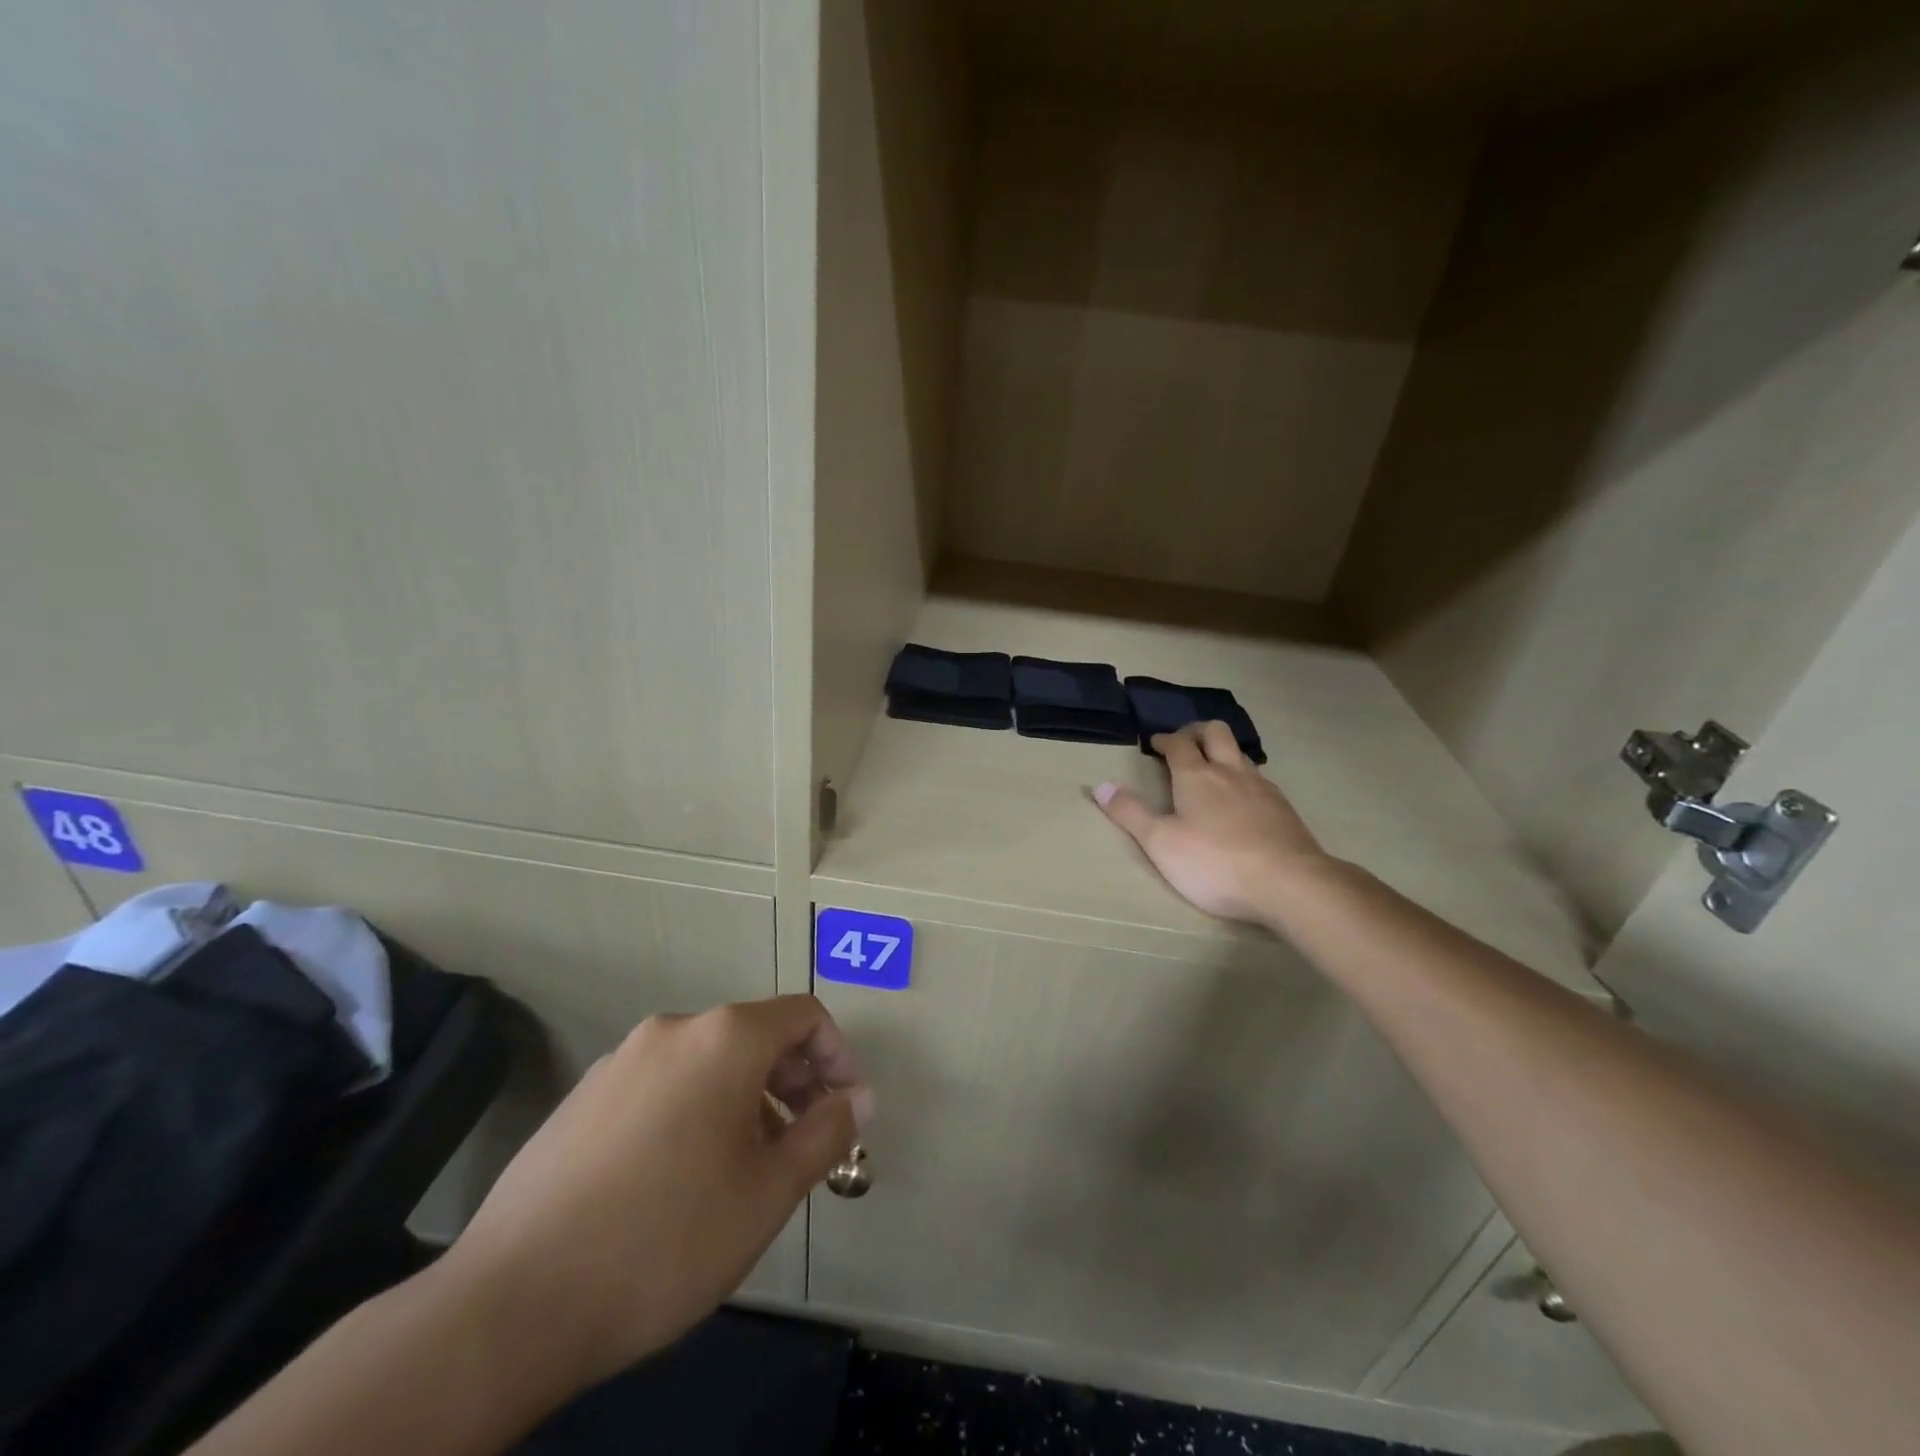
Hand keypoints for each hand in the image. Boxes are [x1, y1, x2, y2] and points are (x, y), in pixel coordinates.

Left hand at [435, 996, 871, 1396]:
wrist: (512, 1304)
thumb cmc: (666, 1239)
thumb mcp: (768, 1191)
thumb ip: (826, 1133)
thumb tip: (859, 1099)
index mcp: (723, 1038)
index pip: (804, 1016)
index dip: (839, 1056)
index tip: (849, 1111)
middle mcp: (673, 1031)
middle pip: (756, 1035)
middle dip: (795, 1081)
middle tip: (807, 1144)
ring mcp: (621, 1060)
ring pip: (709, 1062)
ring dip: (748, 1098)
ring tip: (750, 1168)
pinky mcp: (585, 1097)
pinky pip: (665, 1084)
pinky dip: (698, 1109)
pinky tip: (685, 1177)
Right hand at [1095, 722, 1328, 921]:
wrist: (1289, 883)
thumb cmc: (1215, 863)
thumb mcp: (1160, 843)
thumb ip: (1130, 813)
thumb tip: (1099, 785)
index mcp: (1196, 776)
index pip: (1178, 744)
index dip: (1164, 739)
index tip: (1154, 742)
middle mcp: (1230, 772)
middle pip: (1216, 733)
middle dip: (1197, 731)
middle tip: (1184, 741)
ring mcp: (1262, 788)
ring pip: (1241, 755)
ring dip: (1223, 753)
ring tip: (1213, 770)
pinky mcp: (1284, 809)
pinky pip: (1260, 779)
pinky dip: (1244, 779)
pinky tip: (1243, 801)